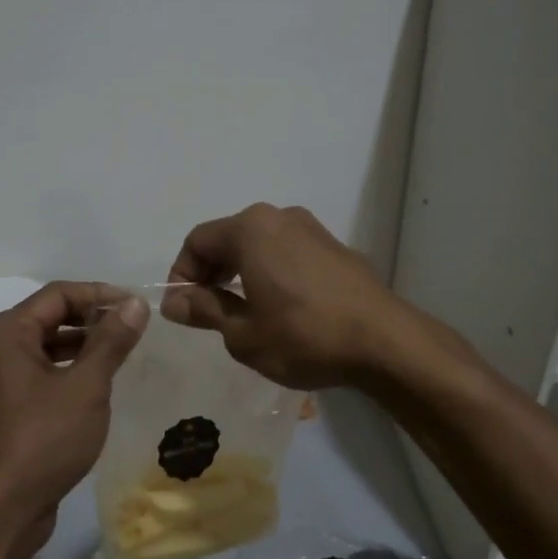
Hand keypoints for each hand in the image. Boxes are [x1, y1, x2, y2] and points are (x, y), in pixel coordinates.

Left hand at [0, 282, 146, 541]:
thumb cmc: (41, 441)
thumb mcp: (85, 387)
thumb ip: (111, 341)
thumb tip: (134, 304)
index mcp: (4, 333)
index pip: (58, 294)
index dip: (100, 295)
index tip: (138, 307)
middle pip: (50, 317)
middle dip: (93, 319)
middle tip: (136, 329)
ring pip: (47, 347)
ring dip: (84, 346)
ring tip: (125, 353)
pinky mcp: (6, 408)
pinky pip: (42, 373)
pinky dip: (70, 371)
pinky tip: (101, 384)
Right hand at [161, 204, 417, 388]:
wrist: (384, 341)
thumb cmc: (303, 336)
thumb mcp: (243, 333)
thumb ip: (204, 310)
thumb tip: (173, 301)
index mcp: (251, 229)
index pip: (197, 241)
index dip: (182, 274)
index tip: (183, 309)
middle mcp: (280, 217)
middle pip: (229, 238)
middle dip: (211, 272)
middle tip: (207, 312)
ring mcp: (313, 229)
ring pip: (261, 245)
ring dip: (242, 272)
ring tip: (242, 312)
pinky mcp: (336, 248)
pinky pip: (288, 253)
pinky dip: (272, 273)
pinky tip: (280, 308)